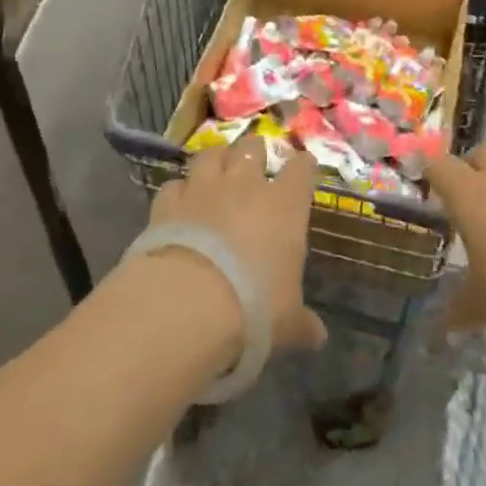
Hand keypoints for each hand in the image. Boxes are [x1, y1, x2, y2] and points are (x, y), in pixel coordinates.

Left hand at [147, 140, 328, 355]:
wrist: (187, 304)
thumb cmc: (253, 308)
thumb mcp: (287, 323)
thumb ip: (302, 323)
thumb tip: (318, 337)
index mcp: (285, 205)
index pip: (301, 169)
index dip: (303, 167)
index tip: (304, 169)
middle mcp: (245, 185)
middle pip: (252, 148)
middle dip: (254, 153)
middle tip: (255, 166)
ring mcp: (203, 189)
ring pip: (210, 154)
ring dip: (216, 161)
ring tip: (216, 173)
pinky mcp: (167, 202)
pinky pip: (174, 184)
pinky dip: (179, 191)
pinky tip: (179, 204)